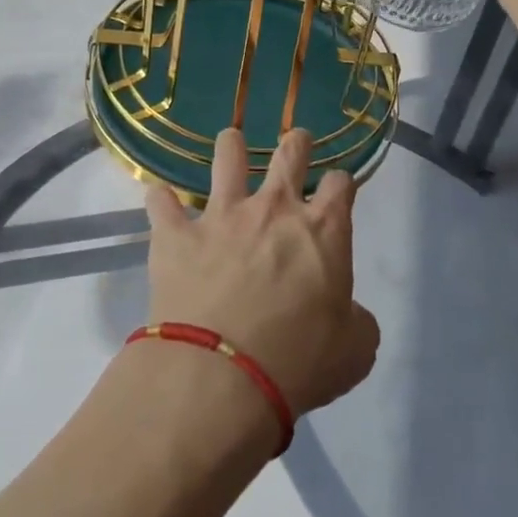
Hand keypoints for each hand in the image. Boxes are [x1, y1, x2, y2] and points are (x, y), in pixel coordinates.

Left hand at [145, 127, 379, 418]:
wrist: (222, 375)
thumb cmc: (299, 362)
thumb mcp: (354, 351)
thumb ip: (356, 321)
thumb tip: (348, 314)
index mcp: (323, 231)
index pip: (341, 185)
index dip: (342, 184)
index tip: (338, 191)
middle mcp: (274, 209)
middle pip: (290, 153)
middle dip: (296, 142)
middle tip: (296, 142)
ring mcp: (222, 215)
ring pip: (227, 156)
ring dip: (231, 146)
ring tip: (231, 142)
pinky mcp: (177, 234)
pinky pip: (161, 202)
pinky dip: (161, 200)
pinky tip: (160, 201)